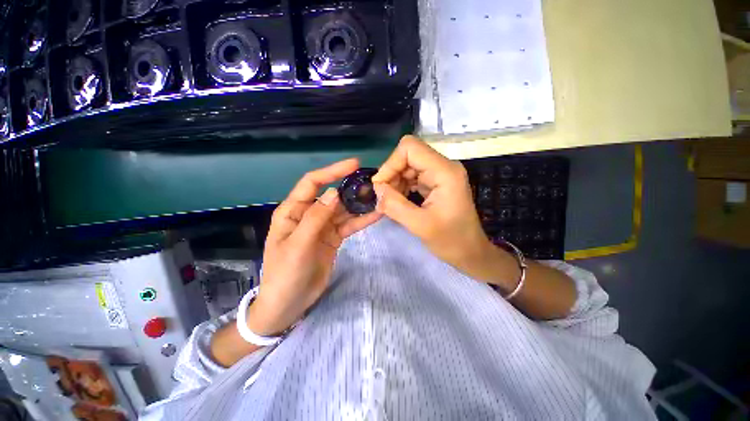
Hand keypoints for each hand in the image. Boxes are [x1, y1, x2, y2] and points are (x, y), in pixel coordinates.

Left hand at [249, 159, 381, 334]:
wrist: (289, 304)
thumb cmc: (285, 275)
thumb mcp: (297, 246)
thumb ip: (315, 218)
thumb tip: (334, 192)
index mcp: (293, 211)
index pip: (312, 183)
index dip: (332, 171)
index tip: (354, 165)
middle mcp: (309, 214)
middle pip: (332, 195)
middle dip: (351, 188)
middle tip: (374, 184)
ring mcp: (323, 226)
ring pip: (343, 210)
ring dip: (359, 204)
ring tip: (380, 197)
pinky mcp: (333, 238)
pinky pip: (349, 225)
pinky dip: (361, 220)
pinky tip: (376, 215)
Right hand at [372, 136, 517, 282]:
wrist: (470, 253)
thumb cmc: (451, 241)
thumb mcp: (420, 225)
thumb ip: (395, 206)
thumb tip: (377, 189)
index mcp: (444, 172)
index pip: (410, 148)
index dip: (390, 164)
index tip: (380, 187)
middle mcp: (443, 167)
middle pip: (407, 157)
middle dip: (391, 175)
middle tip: (383, 199)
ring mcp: (439, 175)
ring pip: (407, 167)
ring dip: (394, 183)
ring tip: (389, 204)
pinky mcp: (435, 183)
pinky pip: (411, 177)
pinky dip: (400, 188)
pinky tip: (397, 202)